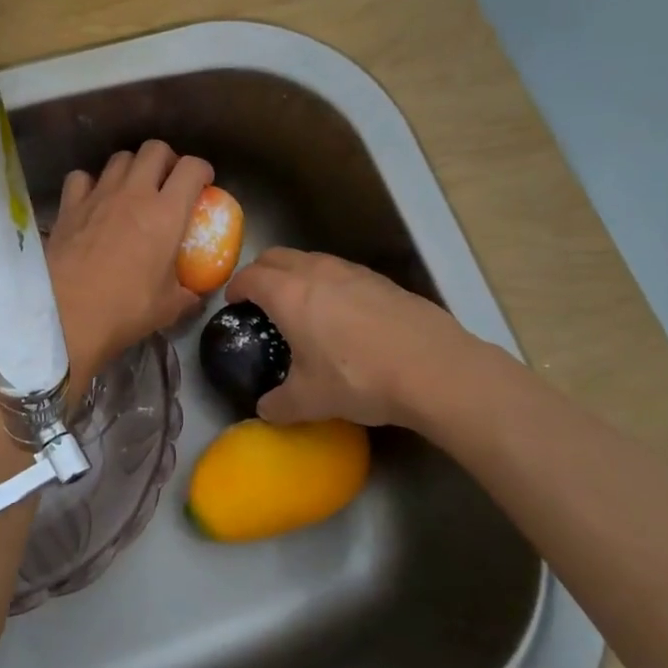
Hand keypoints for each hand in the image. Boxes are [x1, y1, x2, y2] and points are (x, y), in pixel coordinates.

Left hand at [47, 140, 213, 371]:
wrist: (65, 314)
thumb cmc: (124, 309)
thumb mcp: (168, 307)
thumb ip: (188, 294)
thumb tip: (196, 294)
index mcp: (166, 213)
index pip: (192, 168)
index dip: (202, 170)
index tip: (204, 184)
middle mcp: (133, 193)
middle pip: (155, 149)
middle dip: (166, 159)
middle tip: (168, 181)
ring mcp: (98, 195)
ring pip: (119, 158)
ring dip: (131, 167)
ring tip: (132, 189)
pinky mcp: (69, 205)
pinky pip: (81, 177)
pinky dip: (90, 183)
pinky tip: (93, 200)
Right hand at [226, 248, 479, 430]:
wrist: (434, 369)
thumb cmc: (359, 378)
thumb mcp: (311, 400)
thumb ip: (280, 404)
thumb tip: (264, 411)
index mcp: (289, 293)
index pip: (250, 276)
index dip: (236, 288)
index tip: (233, 303)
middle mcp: (316, 272)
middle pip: (276, 256)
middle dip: (261, 272)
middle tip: (260, 299)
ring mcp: (352, 271)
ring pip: (311, 259)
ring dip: (296, 274)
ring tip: (301, 305)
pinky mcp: (382, 280)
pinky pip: (342, 272)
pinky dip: (329, 283)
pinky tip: (343, 316)